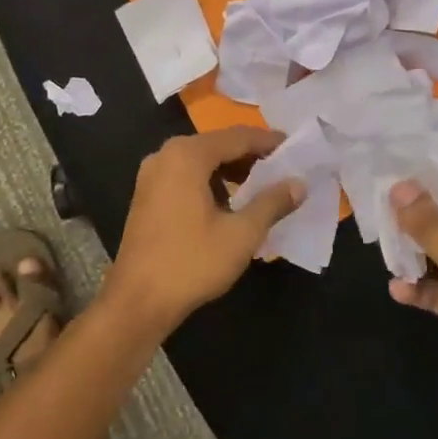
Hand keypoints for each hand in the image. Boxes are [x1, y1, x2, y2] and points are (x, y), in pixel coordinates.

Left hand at [104, 126, 303, 332]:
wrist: (138, 301)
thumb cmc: (192, 263)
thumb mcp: (241, 234)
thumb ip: (272, 203)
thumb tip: (299, 183)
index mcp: (186, 155)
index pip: (237, 137)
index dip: (269, 142)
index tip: (296, 149)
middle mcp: (165, 155)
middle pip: (217, 145)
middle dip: (251, 155)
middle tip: (284, 168)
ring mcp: (151, 175)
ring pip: (201, 161)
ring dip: (232, 169)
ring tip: (263, 186)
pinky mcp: (147, 195)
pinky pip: (186, 175)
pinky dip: (211, 181)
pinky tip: (231, 202)